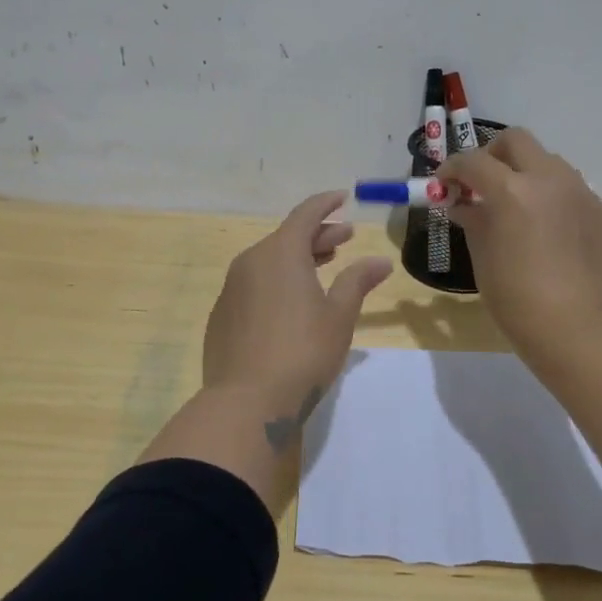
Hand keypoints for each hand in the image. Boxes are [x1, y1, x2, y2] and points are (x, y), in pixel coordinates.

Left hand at [203, 191, 393, 410]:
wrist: (246, 402)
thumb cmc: (302, 352)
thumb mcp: (339, 316)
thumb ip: (357, 281)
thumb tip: (380, 261)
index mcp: (280, 253)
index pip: (305, 214)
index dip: (326, 204)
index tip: (342, 198)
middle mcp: (251, 262)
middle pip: (287, 238)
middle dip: (317, 235)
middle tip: (344, 239)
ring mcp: (231, 289)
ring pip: (268, 262)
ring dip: (296, 259)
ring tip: (321, 267)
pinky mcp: (221, 316)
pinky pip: (253, 286)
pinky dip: (275, 283)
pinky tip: (291, 303)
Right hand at [438, 129, 601, 368]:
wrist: (585, 336)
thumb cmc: (520, 303)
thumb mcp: (484, 260)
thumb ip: (473, 221)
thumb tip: (464, 204)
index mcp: (514, 191)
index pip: (473, 162)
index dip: (452, 169)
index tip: (444, 185)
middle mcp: (551, 181)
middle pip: (516, 141)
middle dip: (492, 155)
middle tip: (481, 184)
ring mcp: (584, 195)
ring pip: (549, 163)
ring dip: (526, 174)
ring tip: (517, 210)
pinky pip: (573, 194)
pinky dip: (552, 201)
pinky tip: (549, 237)